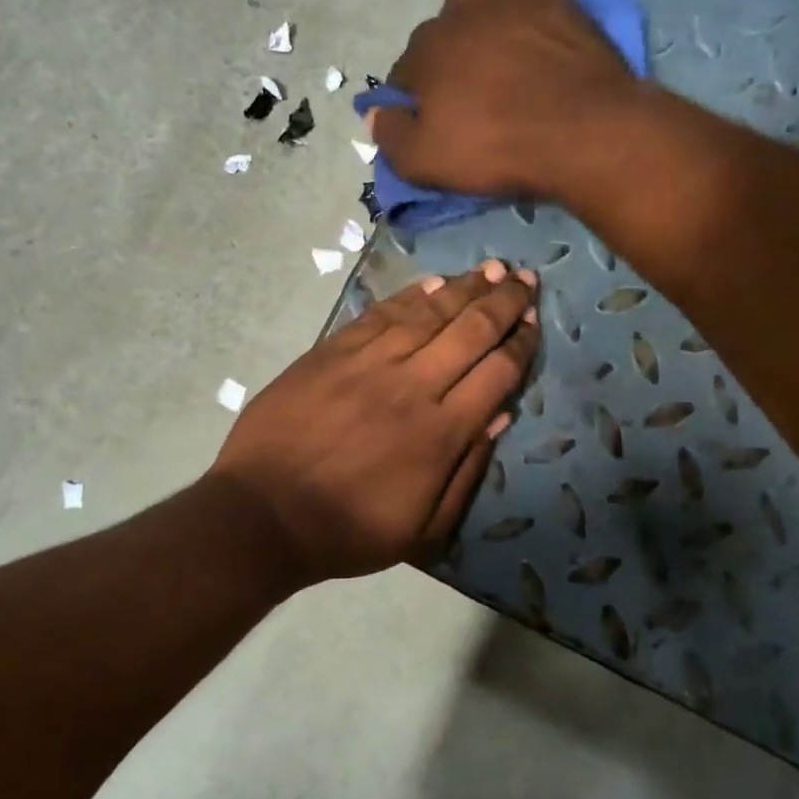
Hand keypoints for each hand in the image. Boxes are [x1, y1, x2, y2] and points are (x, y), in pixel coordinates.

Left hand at [208, 262, 539, 588]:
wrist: (263, 513)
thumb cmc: (348, 530)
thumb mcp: (423, 528)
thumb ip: (468, 471)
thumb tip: (500, 416)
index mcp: (441, 432)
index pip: (497, 372)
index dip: (521, 342)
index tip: (534, 320)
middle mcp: (412, 385)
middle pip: (470, 331)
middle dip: (504, 301)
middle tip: (525, 278)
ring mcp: (369, 362)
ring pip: (428, 313)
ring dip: (464, 288)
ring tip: (490, 269)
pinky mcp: (332, 351)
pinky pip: (380, 314)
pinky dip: (410, 296)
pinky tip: (432, 283)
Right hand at [367, 0, 643, 201]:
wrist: (583, 132)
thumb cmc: (498, 149)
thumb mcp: (427, 162)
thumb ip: (391, 136)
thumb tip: (374, 113)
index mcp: (425, 56)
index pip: (405, 73)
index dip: (414, 99)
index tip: (431, 120)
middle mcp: (457, 18)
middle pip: (436, 35)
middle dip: (440, 61)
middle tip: (463, 95)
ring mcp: (505, 1)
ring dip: (464, 15)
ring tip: (477, 40)